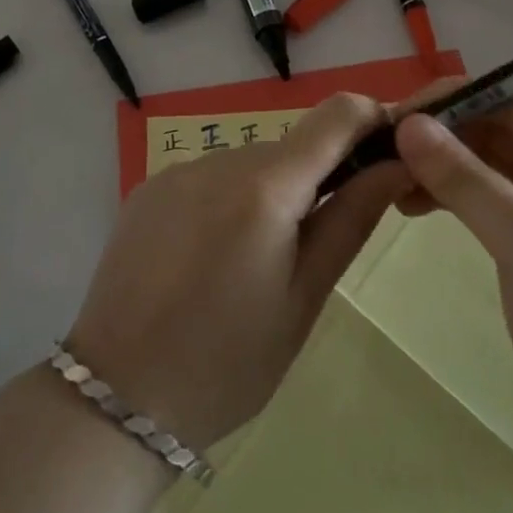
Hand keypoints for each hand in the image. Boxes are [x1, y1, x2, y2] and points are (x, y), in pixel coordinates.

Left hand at [67, 94, 408, 450]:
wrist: (116, 397)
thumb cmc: (227, 362)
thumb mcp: (304, 299)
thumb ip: (351, 220)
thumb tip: (397, 164)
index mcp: (265, 187)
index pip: (335, 115)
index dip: (371, 120)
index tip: (389, 152)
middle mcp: (219, 160)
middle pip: (291, 146)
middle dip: (319, 176)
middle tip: (318, 243)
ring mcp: (178, 170)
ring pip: (250, 163)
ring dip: (271, 192)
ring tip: (256, 263)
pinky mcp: (149, 188)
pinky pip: (210, 178)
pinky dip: (229, 201)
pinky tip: (211, 258)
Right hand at [391, 87, 512, 465]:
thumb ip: (467, 179)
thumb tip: (408, 124)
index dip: (456, 100)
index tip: (396, 115)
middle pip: (500, 128)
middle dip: (443, 135)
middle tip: (381, 150)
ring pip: (489, 162)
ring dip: (441, 165)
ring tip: (389, 181)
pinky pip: (489, 197)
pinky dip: (452, 195)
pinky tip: (413, 204)